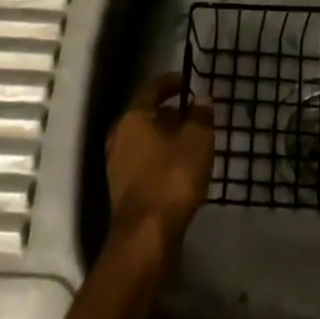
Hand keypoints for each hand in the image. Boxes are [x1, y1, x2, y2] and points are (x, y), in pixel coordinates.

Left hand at [106, 71, 214, 265]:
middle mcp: (119, 137)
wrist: (146, 237)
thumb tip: (202, 98)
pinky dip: (162, 159)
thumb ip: (201, 116)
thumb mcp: (197, 140)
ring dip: (167, 138)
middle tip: (196, 115)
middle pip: (147, 115)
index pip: (153, 88)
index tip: (190, 82)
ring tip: (193, 142)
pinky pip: (145, 162)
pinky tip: (181, 169)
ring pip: (146, 140)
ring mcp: (117, 165)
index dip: (173, 82)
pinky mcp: (123, 190)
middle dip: (172, 113)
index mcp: (133, 118)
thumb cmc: (172, 178)